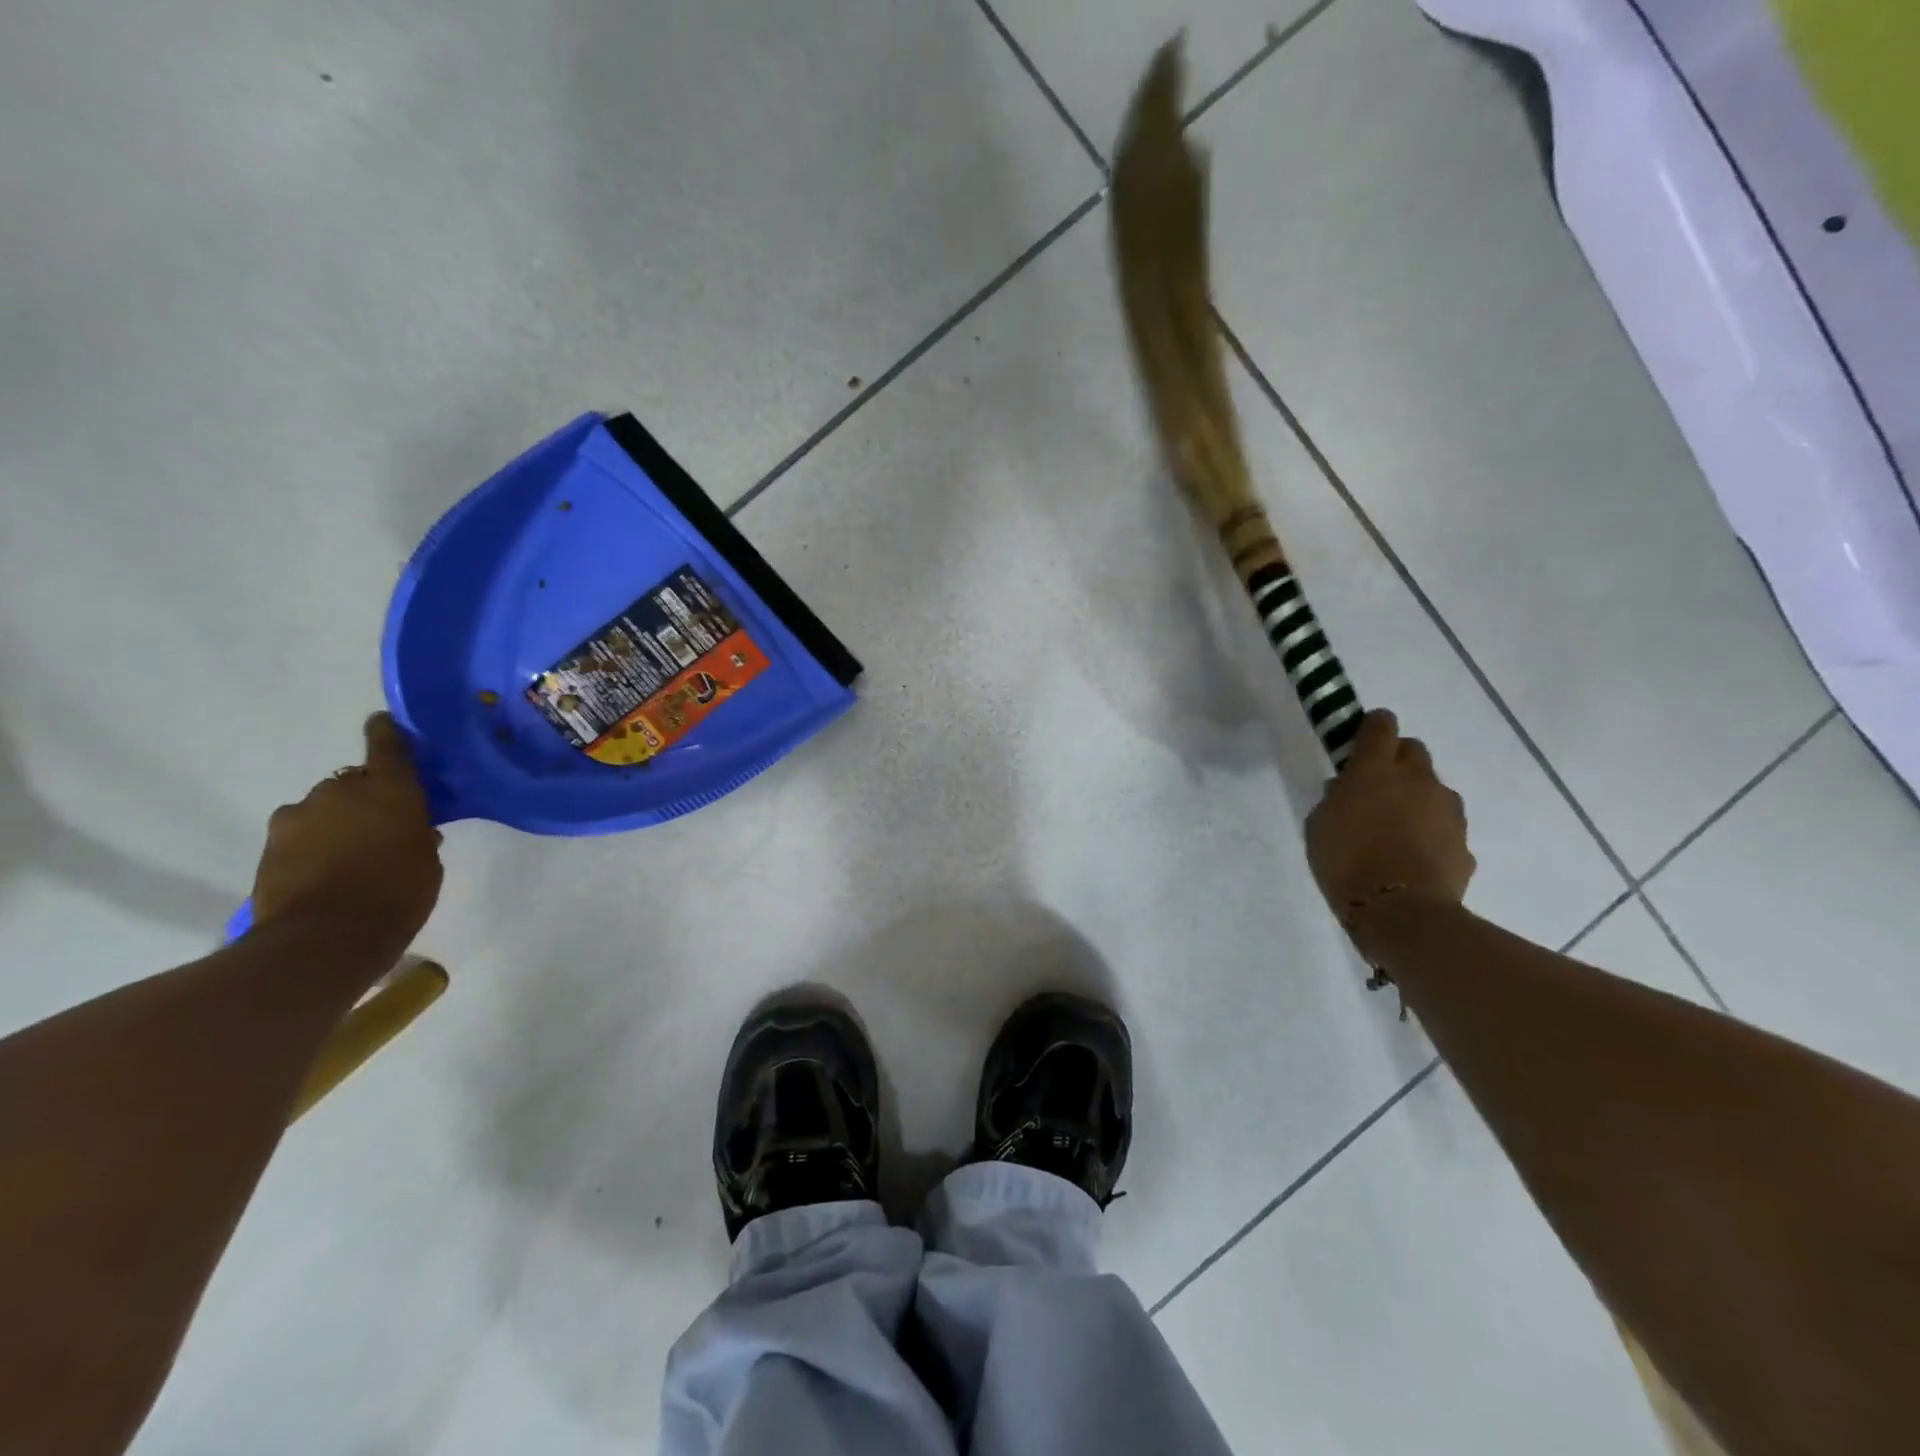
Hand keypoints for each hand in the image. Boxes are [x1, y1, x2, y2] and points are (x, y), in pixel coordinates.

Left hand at [251, 714, 443, 943]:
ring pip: (322, 810)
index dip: (387, 733)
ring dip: (335, 823)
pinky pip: (299, 835)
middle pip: (353, 783)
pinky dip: (311, 846)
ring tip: (350, 856)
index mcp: (389, 788)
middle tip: (381, 827)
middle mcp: (341, 791)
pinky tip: (326, 873)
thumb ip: (418, 836)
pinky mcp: (270, 845)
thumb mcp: (427, 863)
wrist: (325, 938)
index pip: (387, 745)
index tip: (385, 723)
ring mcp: (299, 816)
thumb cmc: (398, 893)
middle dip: (364, 799)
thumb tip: (413, 829)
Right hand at [1306, 709, 1473, 929]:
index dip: (1372, 726)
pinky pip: (1444, 825)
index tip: (1362, 736)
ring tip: (1396, 827)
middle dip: (1397, 759)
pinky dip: (1430, 831)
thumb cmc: (1345, 861)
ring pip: (1432, 788)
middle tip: (1377, 785)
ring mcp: (1446, 810)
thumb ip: (1335, 798)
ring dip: (1416, 797)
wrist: (1401, 911)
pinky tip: (1412, 855)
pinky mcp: (1463, 841)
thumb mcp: (1320, 824)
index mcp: (1375, 769)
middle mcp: (1417, 779)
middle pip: (1413, 750)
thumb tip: (1347, 788)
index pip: (1381, 726)